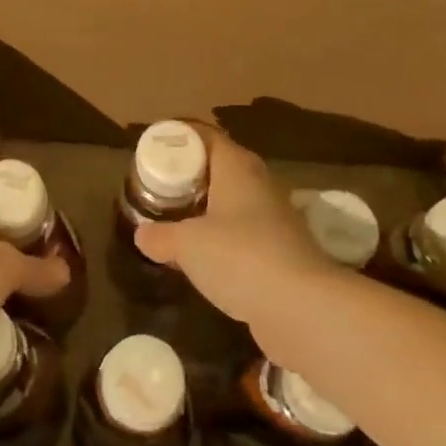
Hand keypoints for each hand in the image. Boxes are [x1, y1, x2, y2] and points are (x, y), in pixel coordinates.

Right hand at [134, 122, 341, 342]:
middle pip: (221, 168)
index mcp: (237, 167)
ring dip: (209, 211)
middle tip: (161, 188)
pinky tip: (206, 260)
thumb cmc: (240, 257)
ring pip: (235, 203)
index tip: (156, 151)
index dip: (181, 139)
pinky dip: (225, 241)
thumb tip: (142, 233)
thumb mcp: (187, 245)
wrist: (303, 308)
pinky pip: (246, 235)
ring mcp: (276, 219)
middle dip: (192, 176)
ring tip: (178, 223)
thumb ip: (160, 236)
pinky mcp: (283, 253)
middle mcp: (260, 184)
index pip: (207, 137)